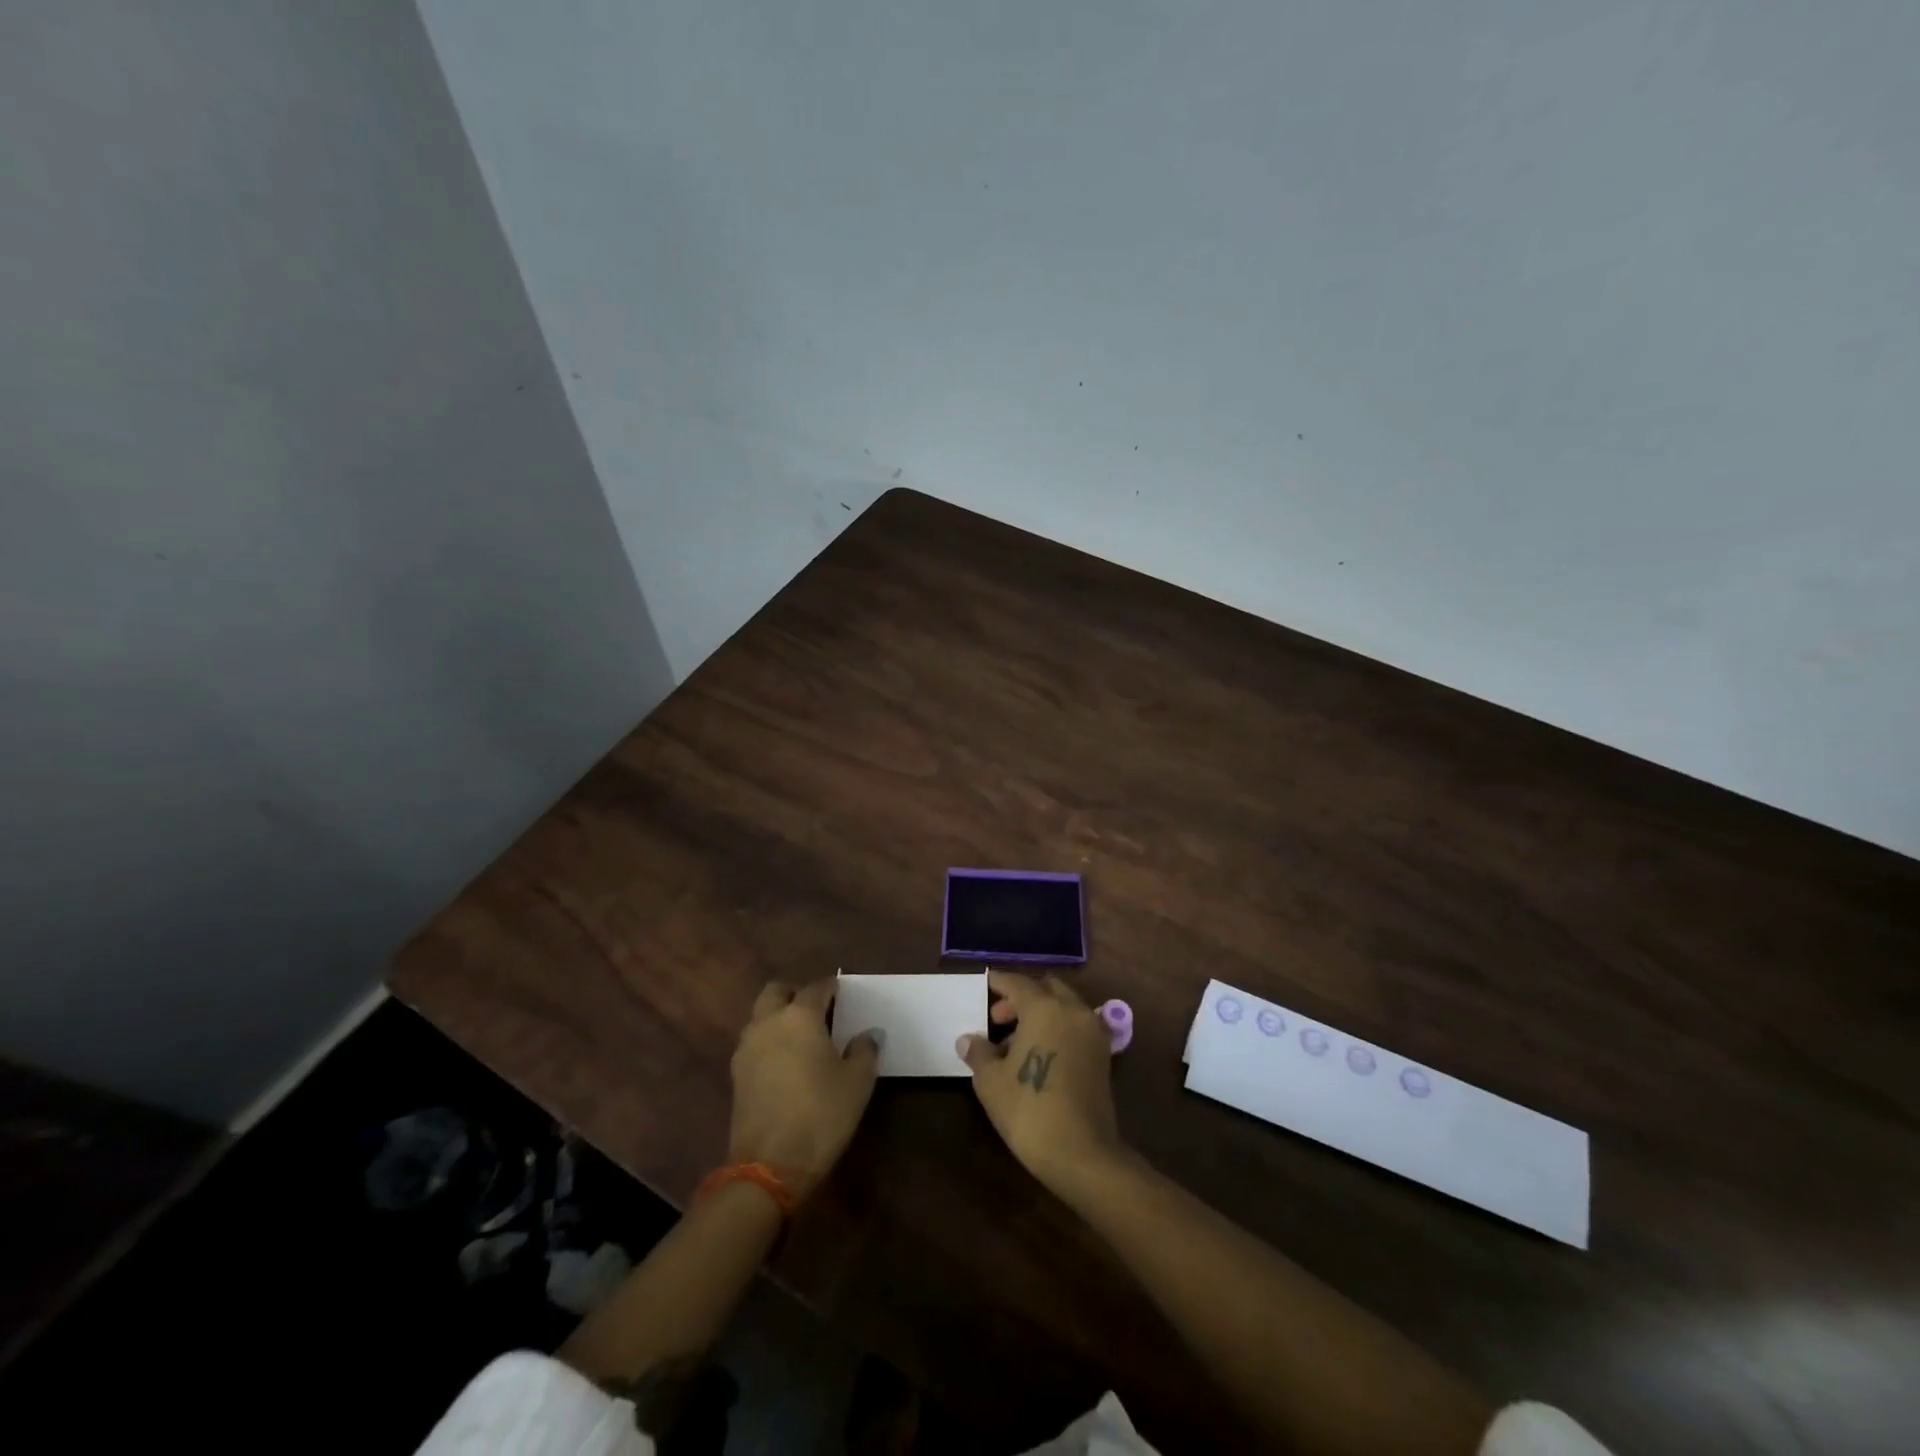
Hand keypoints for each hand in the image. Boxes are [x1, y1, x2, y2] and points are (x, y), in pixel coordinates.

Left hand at [729, 978, 879, 1198]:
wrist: (769, 1167)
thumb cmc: (821, 1115)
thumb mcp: (857, 1082)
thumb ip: (865, 1050)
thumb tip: (869, 1034)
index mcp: (800, 1016)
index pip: (817, 987)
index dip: (832, 987)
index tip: (844, 994)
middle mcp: (768, 1023)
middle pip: (776, 991)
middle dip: (795, 993)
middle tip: (817, 1010)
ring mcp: (747, 1049)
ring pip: (760, 1016)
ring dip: (778, 1017)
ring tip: (802, 1038)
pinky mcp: (736, 1075)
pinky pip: (754, 1043)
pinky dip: (768, 1042)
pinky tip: (786, 1064)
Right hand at [958, 970, 1122, 1194]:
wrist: (1082, 1154)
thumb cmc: (1030, 1110)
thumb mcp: (991, 1081)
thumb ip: (979, 1053)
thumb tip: (968, 1040)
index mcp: (1044, 1008)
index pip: (1017, 983)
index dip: (998, 982)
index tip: (985, 985)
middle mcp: (1072, 1011)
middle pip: (1045, 989)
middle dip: (1021, 998)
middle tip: (998, 1019)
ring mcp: (1092, 1032)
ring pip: (1064, 1006)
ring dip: (1041, 1013)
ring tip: (1014, 1043)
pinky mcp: (1103, 1054)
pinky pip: (1076, 1026)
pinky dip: (1058, 1028)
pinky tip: (1039, 1055)